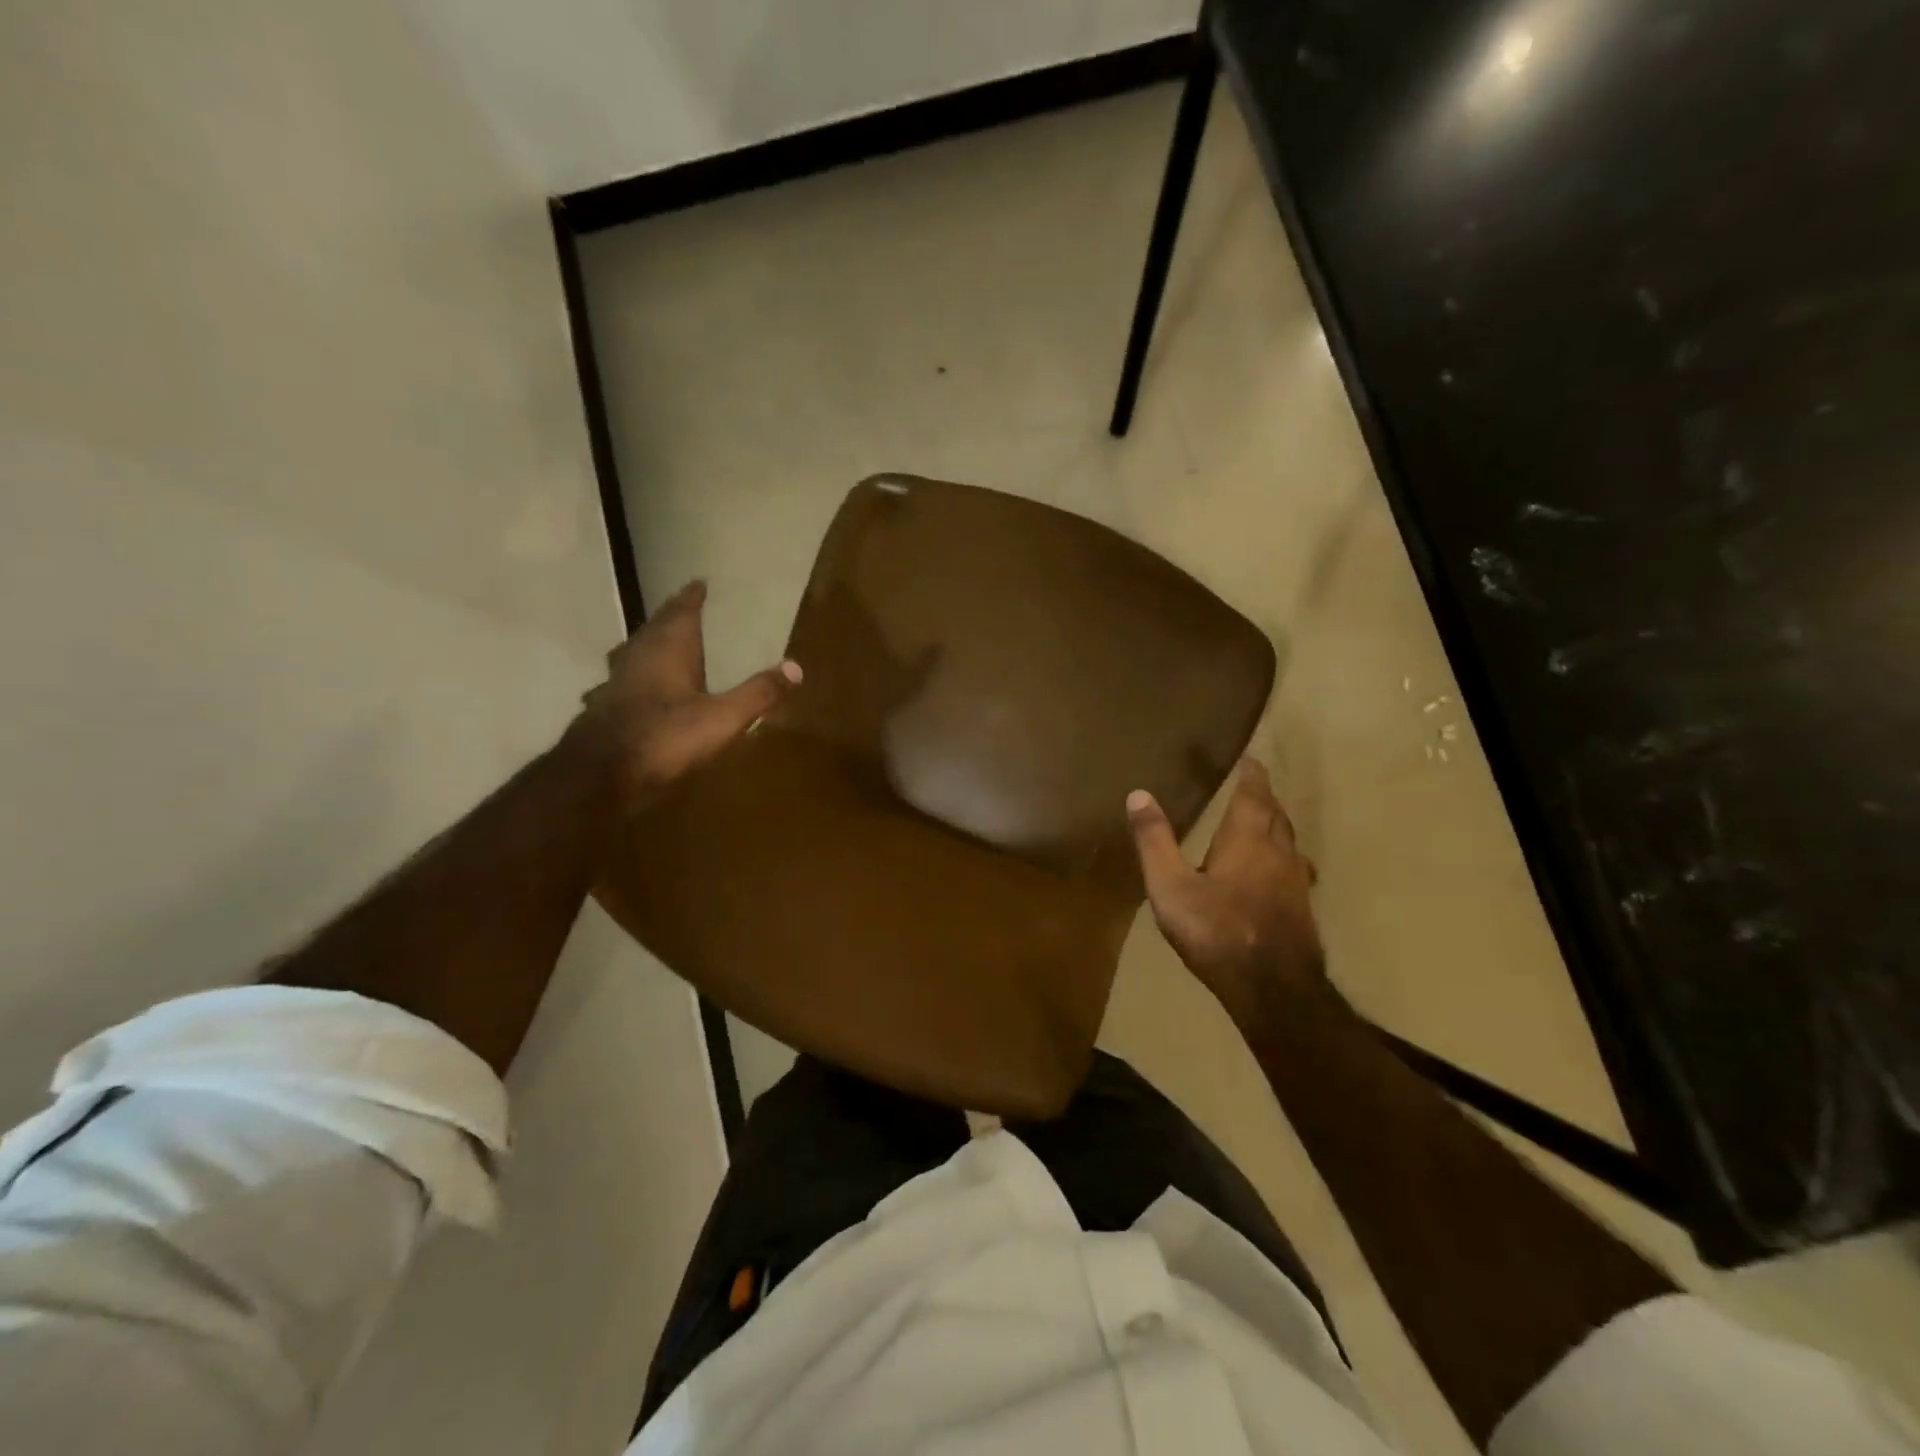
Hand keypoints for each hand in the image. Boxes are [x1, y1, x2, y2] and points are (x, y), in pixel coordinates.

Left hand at [566, 580, 800, 812]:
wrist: (600, 775)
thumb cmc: (666, 737)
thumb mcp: (723, 718)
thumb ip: (758, 693)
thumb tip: (796, 667)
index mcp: (669, 650)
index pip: (682, 612)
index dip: (691, 598)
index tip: (699, 583)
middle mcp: (638, 657)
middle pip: (655, 628)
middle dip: (671, 617)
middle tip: (683, 608)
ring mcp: (615, 682)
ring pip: (632, 652)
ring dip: (647, 644)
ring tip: (658, 643)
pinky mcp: (602, 708)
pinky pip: (620, 682)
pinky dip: (631, 678)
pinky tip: (630, 690)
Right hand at [1126, 758, 1325, 1023]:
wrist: (1274, 989)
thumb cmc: (1217, 931)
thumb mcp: (1170, 886)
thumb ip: (1155, 841)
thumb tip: (1138, 794)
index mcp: (1247, 838)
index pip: (1255, 793)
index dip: (1253, 774)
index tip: (1251, 758)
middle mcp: (1279, 851)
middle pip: (1276, 814)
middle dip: (1264, 797)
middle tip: (1251, 786)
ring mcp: (1296, 881)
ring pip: (1289, 841)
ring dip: (1276, 825)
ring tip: (1262, 822)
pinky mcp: (1302, 908)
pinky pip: (1295, 867)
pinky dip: (1283, 856)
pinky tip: (1276, 873)